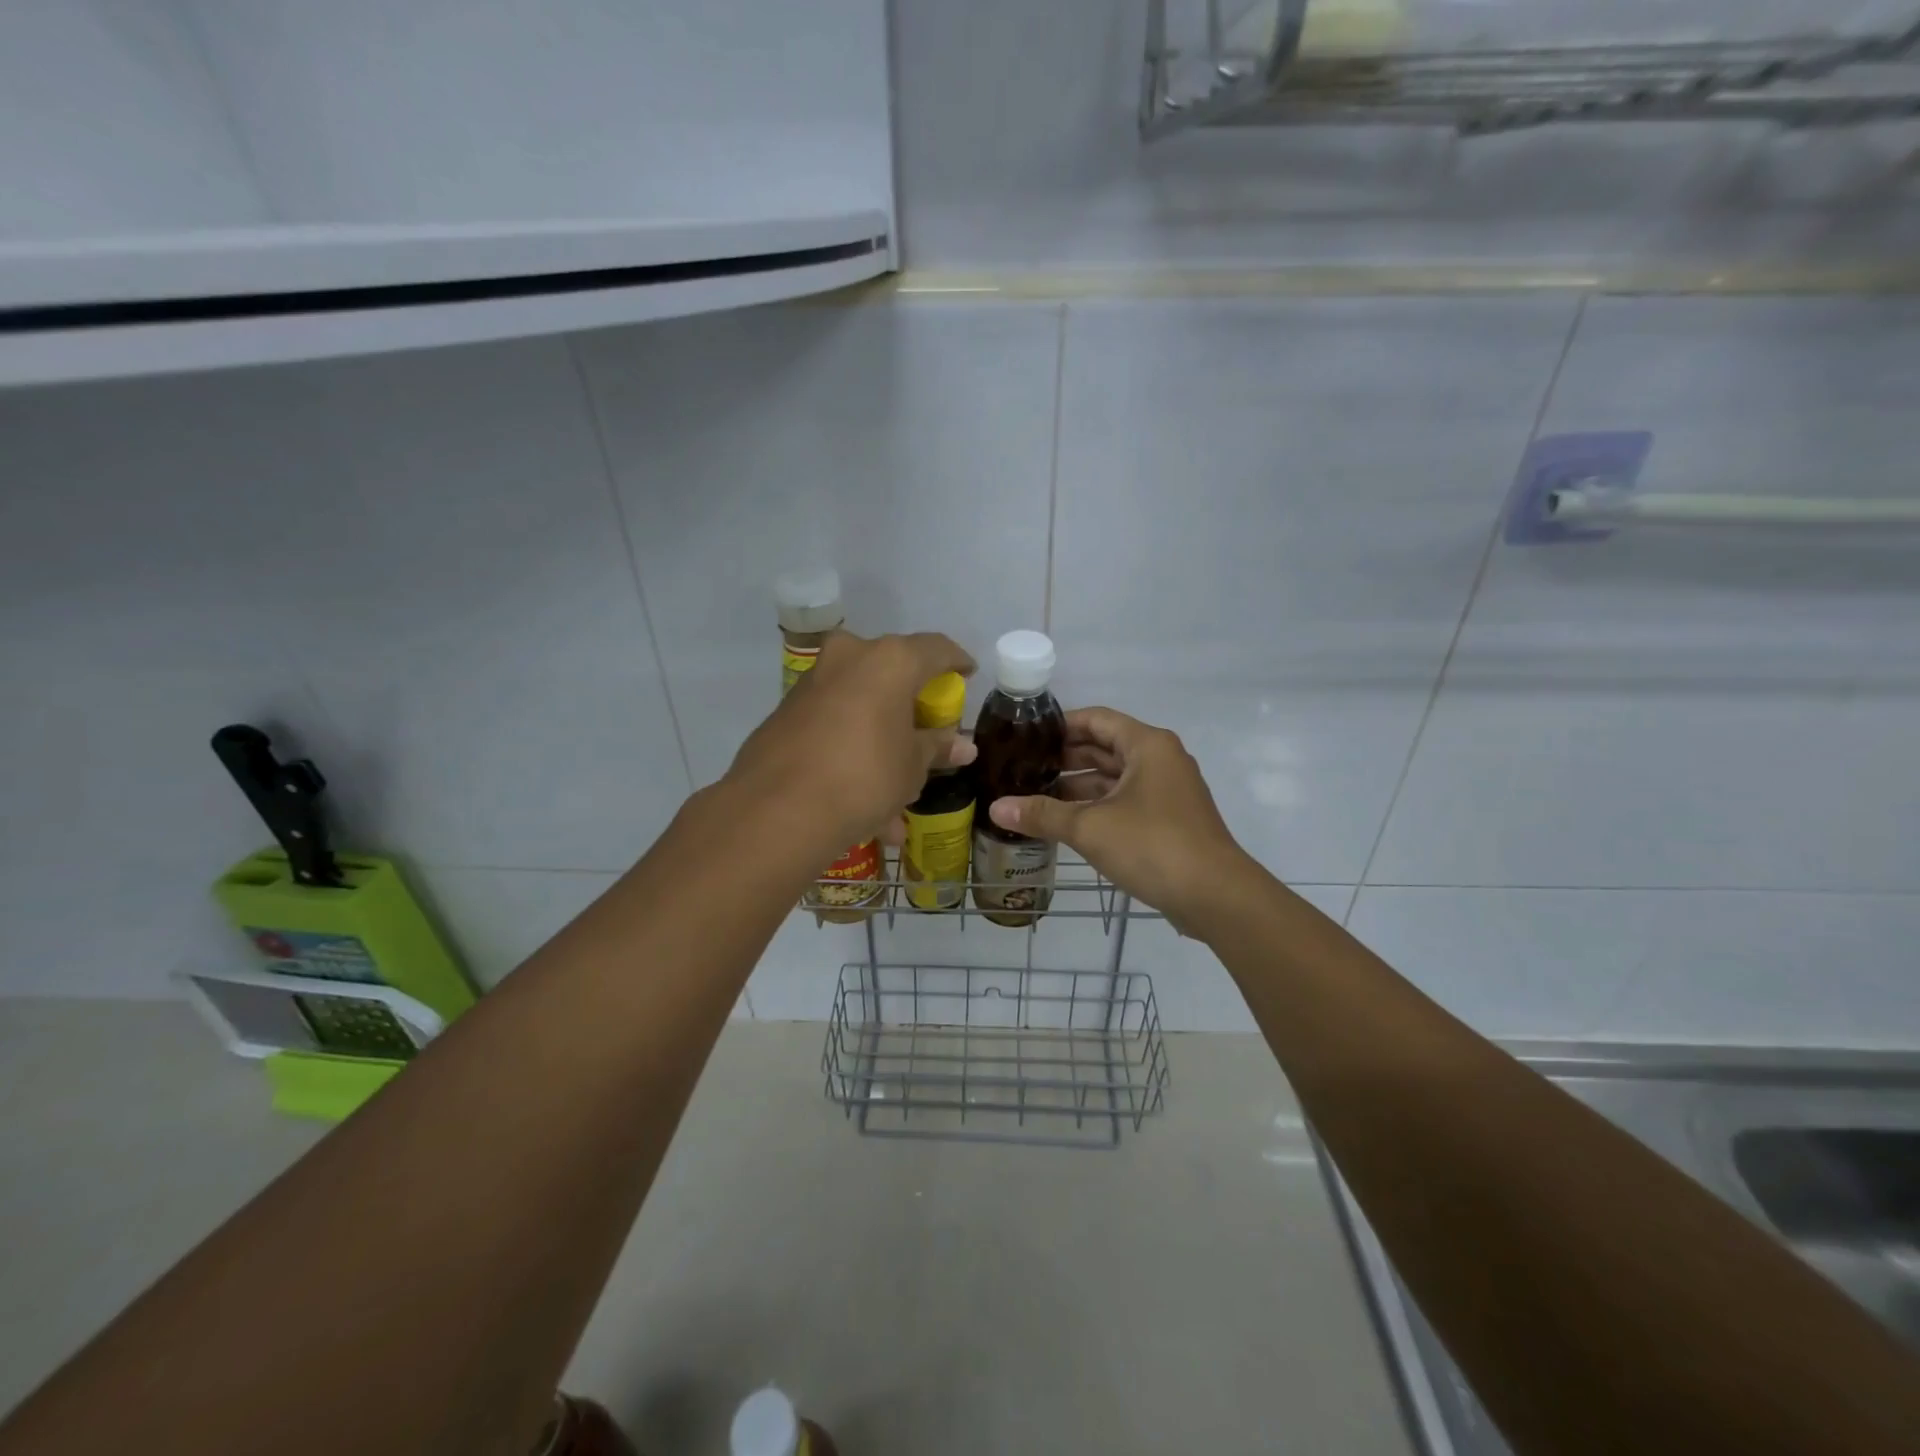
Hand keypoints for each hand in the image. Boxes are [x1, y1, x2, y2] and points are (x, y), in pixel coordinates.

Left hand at [727, 630, 976, 853]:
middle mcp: (850, 657)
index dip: (956, 662)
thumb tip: (963, 745)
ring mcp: (813, 682)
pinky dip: (851, 750)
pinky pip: (834, 724)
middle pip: (892, 670)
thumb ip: (936, 747)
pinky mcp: (787, 711)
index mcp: (889, 660)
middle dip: (910, 700)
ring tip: (896, 792)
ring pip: (859, 701)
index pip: (936, 649)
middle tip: (926, 727)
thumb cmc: (865, 776)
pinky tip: (861, 802)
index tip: (967, 675)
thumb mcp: (912, 766)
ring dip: (879, 736)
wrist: (778, 809)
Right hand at [986, 707, 1251, 929]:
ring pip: (1114, 778)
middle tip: (1022, 768)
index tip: (1025, 737)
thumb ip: (1042, 814)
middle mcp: (1160, 760)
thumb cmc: (1153, 845)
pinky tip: (1065, 823)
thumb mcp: (1090, 827)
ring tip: (1034, 796)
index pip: (1096, 719)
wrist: (1215, 896)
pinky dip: (1096, 807)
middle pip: (1104, 748)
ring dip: (1078, 787)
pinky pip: (1125, 802)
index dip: (1059, 725)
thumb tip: (995, 807)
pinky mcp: (1169, 820)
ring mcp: (1167, 791)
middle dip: (1064, 759)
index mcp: (1147, 745)